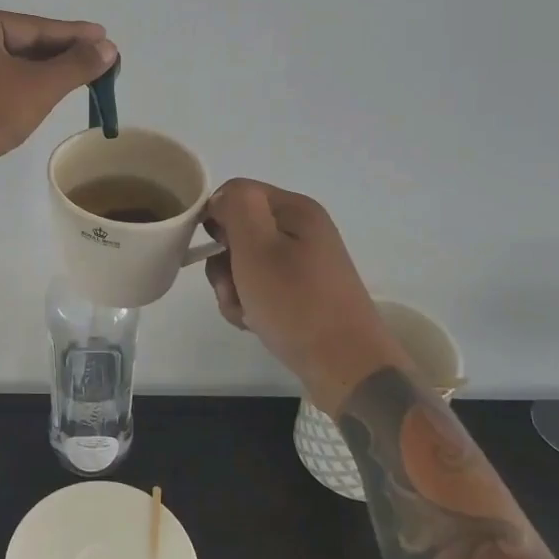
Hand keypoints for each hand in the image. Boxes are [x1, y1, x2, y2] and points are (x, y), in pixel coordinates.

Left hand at [0, 7, 116, 176]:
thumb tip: (107, 47)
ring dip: (35, 70)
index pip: (35, 27)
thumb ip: (76, 65)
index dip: (74, 36)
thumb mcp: (38, 88)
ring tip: (70, 75)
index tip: (104, 37)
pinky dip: (11, 83)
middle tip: (92, 59)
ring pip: (1, 61)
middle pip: (17, 42)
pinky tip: (31, 92)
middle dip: (55, 54)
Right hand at [203, 179, 410, 410]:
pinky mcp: (302, 291)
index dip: (216, 217)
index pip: (236, 192)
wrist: (345, 366)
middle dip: (224, 260)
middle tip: (231, 287)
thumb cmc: (296, 303)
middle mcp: (301, 229)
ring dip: (233, 287)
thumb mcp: (258, 247)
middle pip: (239, 229)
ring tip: (245, 311)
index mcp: (295, 209)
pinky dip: (249, 303)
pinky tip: (255, 322)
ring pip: (244, 262)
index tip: (213, 250)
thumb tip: (222, 199)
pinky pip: (260, 287)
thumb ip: (236, 208)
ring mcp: (303, 262)